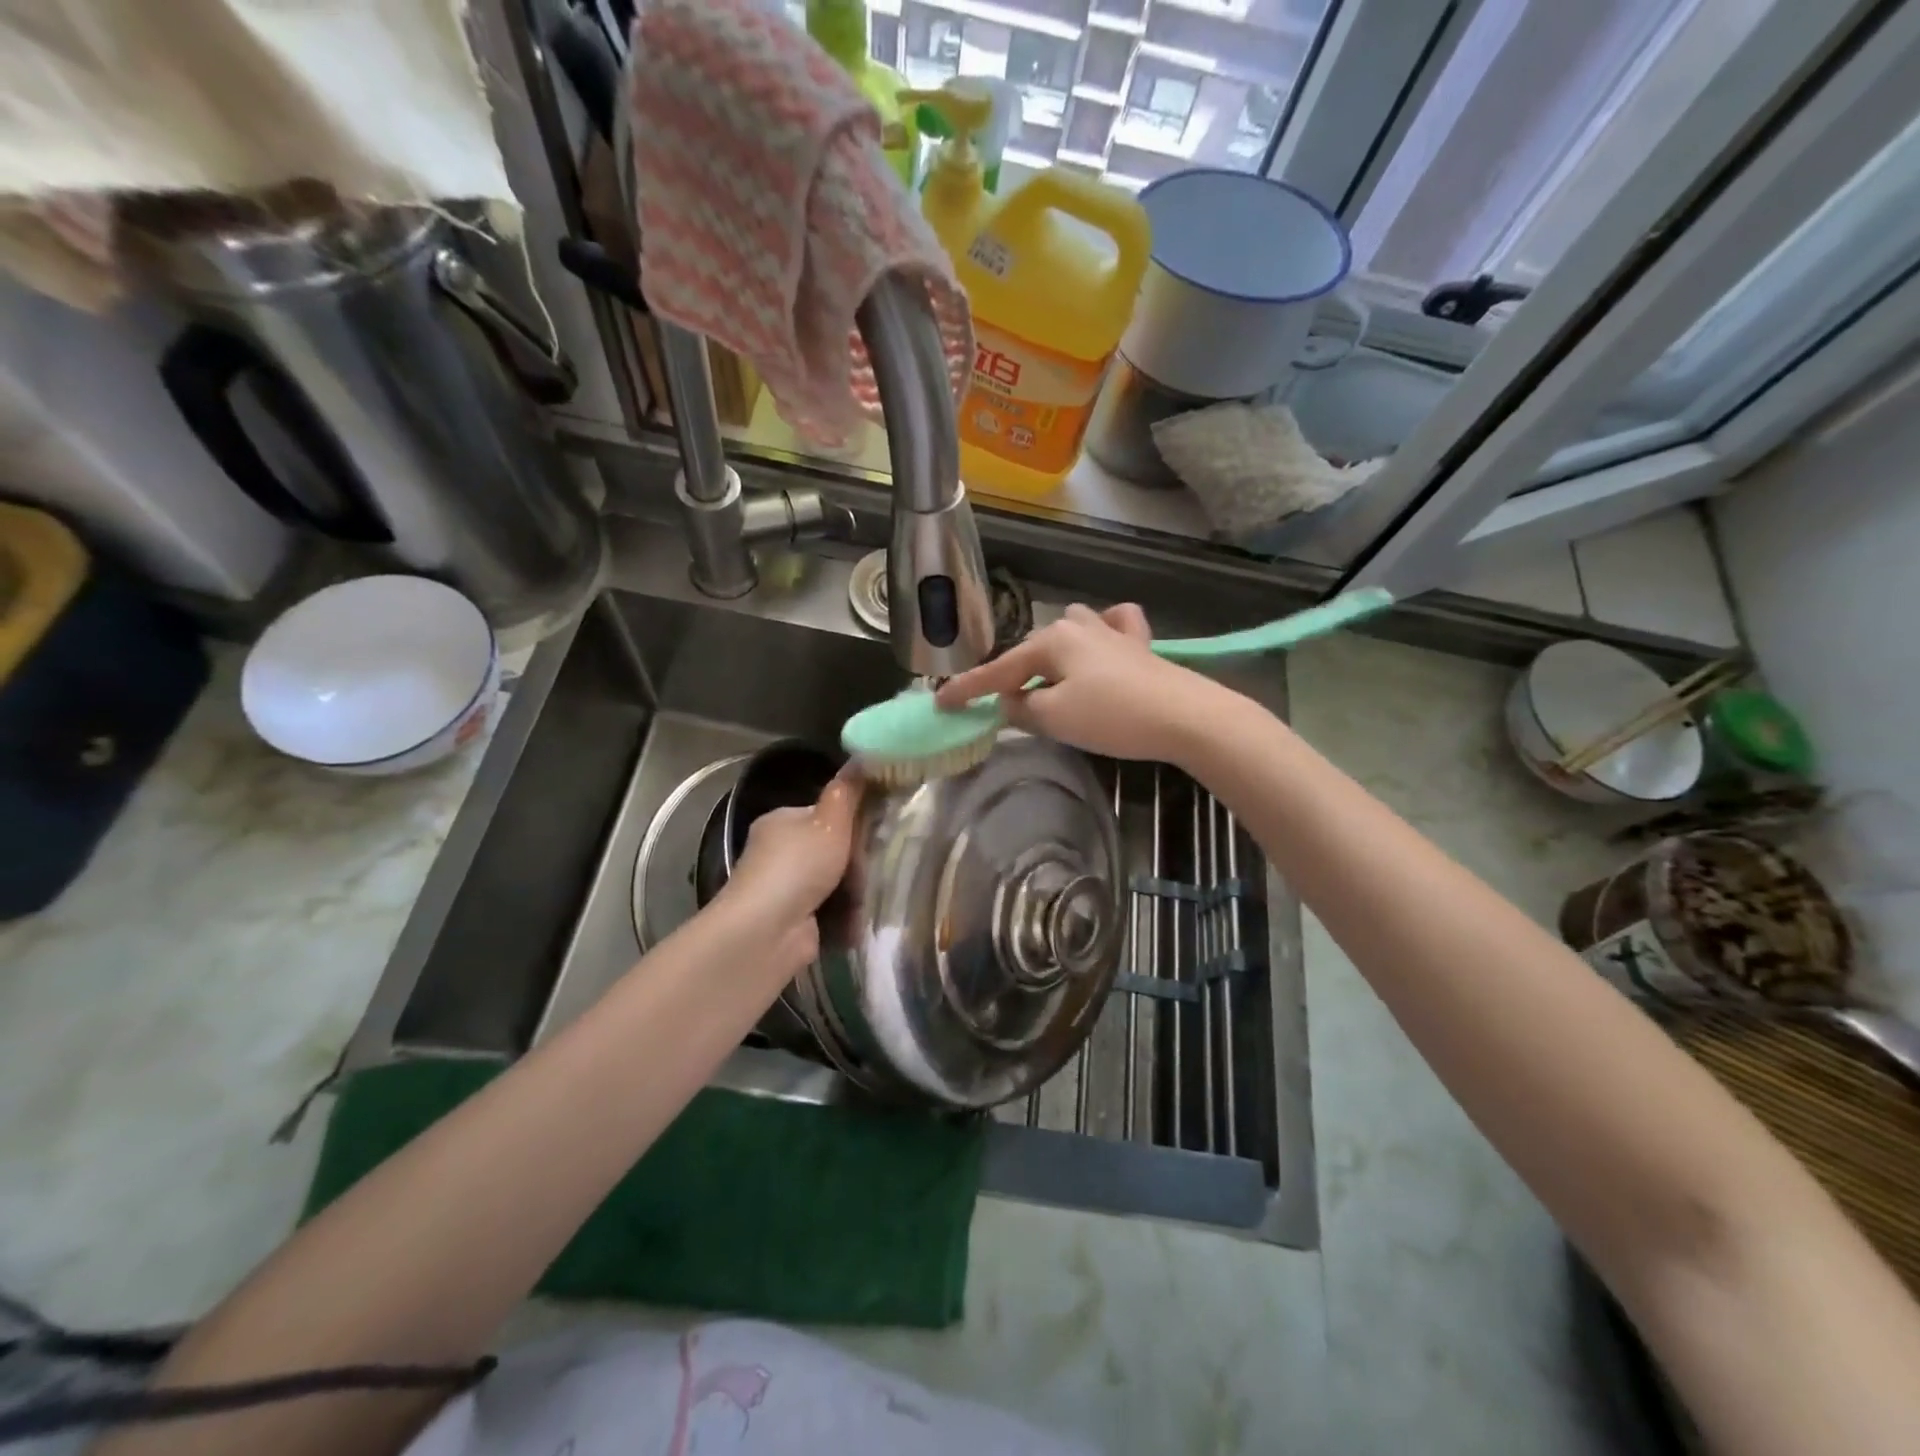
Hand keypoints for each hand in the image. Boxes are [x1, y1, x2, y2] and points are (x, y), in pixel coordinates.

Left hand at [718, 768, 861, 966]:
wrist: (767, 931)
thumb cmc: (798, 865)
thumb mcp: (829, 821)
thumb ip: (847, 792)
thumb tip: (862, 756)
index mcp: (782, 822)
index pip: (823, 814)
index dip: (852, 821)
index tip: (878, 829)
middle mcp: (780, 853)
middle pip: (832, 850)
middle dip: (857, 861)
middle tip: (877, 866)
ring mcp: (786, 890)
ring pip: (836, 883)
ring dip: (856, 892)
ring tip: (872, 896)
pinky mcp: (796, 922)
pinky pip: (833, 913)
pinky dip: (847, 918)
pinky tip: (862, 919)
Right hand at [935, 604, 1213, 761]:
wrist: (1185, 716)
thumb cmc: (1112, 716)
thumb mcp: (1055, 718)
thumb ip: (1022, 709)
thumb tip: (1010, 702)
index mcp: (1051, 642)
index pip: (999, 670)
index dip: (968, 689)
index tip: (941, 703)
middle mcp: (1077, 626)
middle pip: (1032, 651)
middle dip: (1014, 676)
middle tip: (1003, 708)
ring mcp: (1111, 632)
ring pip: (1070, 631)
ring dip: (1053, 653)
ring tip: (1050, 680)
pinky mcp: (1139, 646)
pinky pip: (1114, 627)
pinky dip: (1103, 632)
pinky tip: (1104, 640)